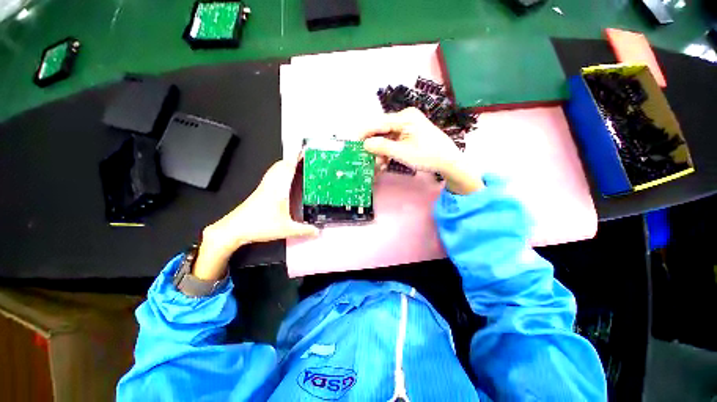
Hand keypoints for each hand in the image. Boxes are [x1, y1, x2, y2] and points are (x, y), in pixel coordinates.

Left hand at [193, 159, 318, 280]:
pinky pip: (271, 176)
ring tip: (294, 164)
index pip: (288, 168)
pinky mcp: (259, 192)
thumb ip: (304, 230)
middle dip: (291, 158)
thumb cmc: (259, 226)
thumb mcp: (286, 229)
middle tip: (302, 156)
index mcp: (278, 189)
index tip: (304, 150)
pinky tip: (282, 179)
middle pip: (280, 165)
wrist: (234, 229)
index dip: (296, 158)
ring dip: (284, 164)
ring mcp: (263, 188)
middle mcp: (270, 185)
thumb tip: (318, 231)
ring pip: (274, 170)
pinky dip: (278, 172)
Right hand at [361, 108, 482, 194]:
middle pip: (383, 131)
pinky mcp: (411, 134)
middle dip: (375, 146)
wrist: (449, 161)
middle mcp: (406, 118)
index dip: (365, 133)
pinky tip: (386, 161)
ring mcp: (409, 126)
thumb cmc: (427, 155)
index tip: (354, 142)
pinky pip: (395, 141)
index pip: (379, 123)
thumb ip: (382, 147)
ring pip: (388, 138)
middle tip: (368, 159)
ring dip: (382, 151)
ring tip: (379, 165)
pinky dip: (390, 151)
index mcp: (405, 117)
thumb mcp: (402, 152)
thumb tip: (365, 144)